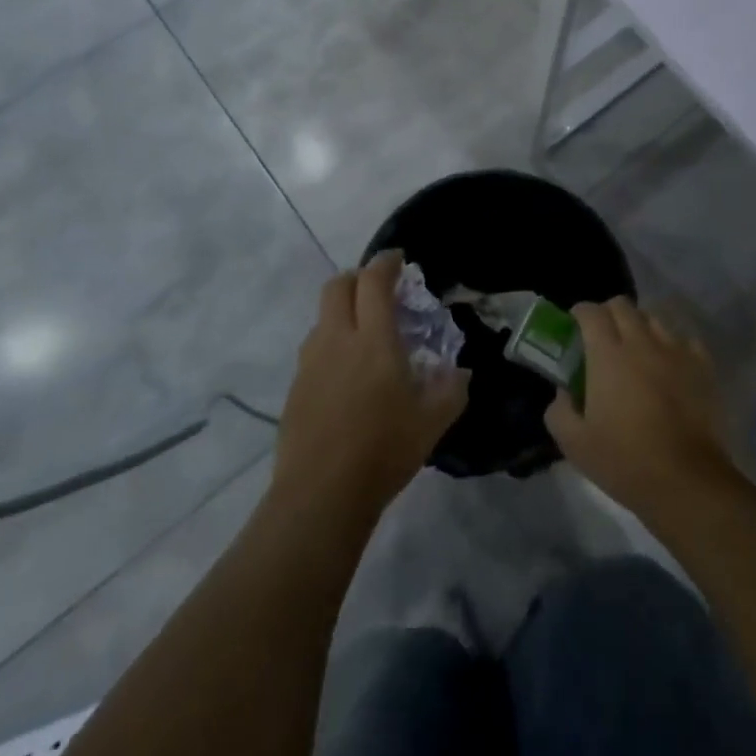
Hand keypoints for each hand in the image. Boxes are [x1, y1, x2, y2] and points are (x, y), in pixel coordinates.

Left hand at [271, 251, 469, 525]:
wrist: (321, 495)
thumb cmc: (383, 450)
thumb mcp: (433, 421)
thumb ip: (451, 389)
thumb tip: (460, 373)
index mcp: (373, 339)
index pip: (374, 281)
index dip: (386, 263)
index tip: (399, 260)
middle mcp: (337, 339)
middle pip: (338, 286)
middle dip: (358, 278)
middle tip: (379, 290)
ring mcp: (310, 363)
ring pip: (322, 317)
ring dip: (342, 311)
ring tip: (364, 335)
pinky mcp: (295, 388)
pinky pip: (314, 349)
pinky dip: (331, 343)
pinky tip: (346, 375)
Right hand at [545, 298, 739, 521]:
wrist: (686, 481)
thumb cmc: (625, 461)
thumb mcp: (574, 443)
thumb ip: (559, 410)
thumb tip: (564, 392)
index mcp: (607, 354)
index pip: (591, 312)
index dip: (580, 313)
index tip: (575, 326)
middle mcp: (641, 342)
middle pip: (623, 305)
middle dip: (608, 314)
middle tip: (602, 338)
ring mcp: (676, 351)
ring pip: (654, 319)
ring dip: (640, 327)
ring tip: (637, 351)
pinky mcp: (703, 367)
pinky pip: (685, 341)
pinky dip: (673, 346)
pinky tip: (669, 367)